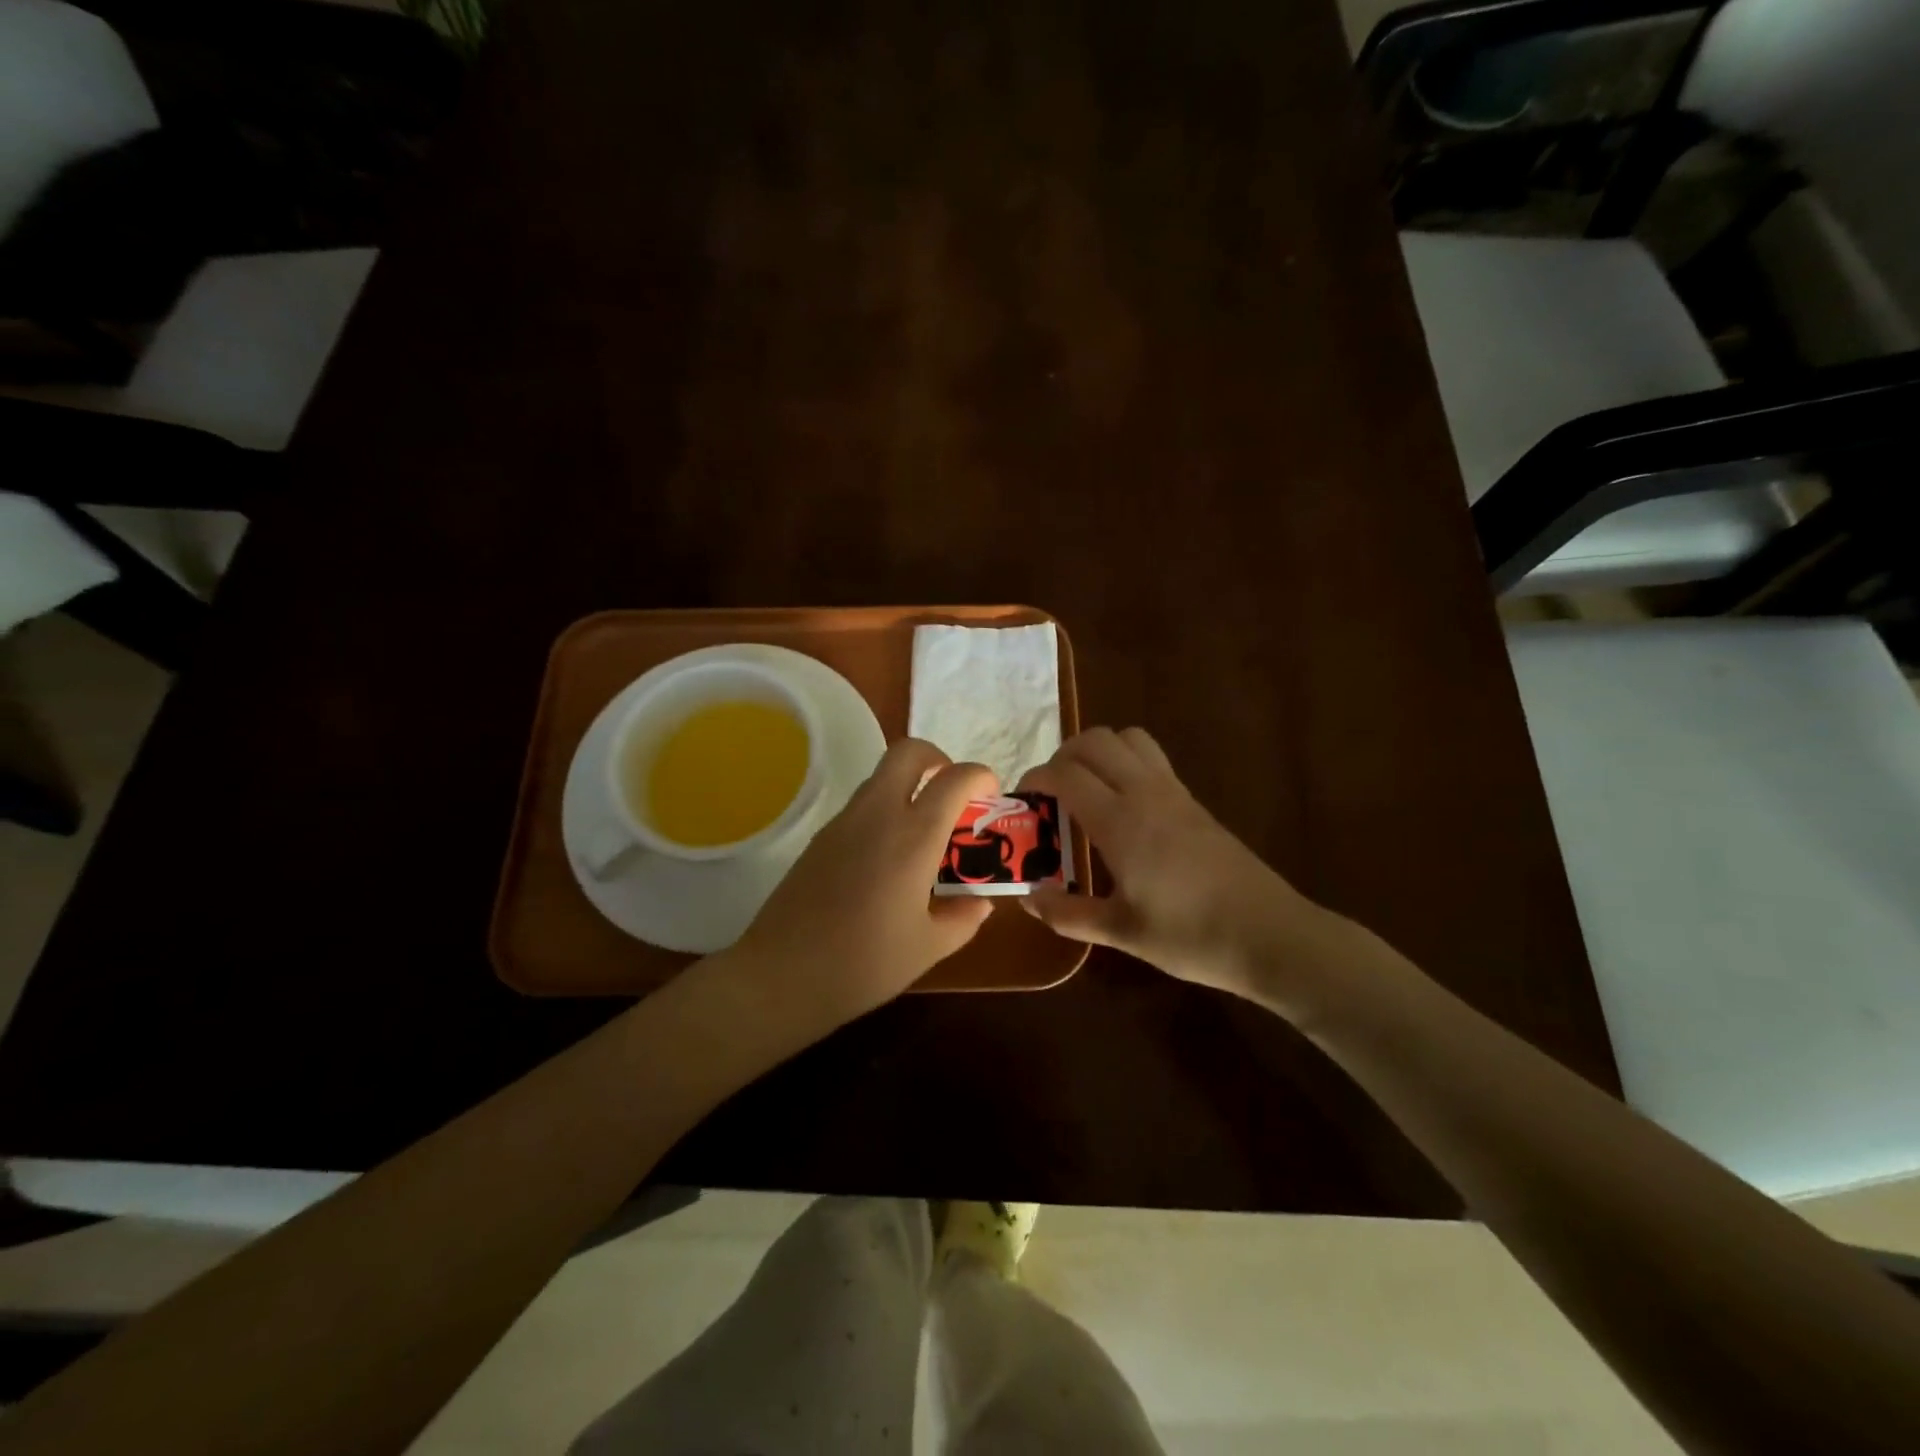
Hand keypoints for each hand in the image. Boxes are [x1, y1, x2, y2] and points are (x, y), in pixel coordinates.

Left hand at [726, 739, 997, 1028]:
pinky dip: (885, 810)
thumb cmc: (863, 964)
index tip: (991, 798)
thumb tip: (981, 901)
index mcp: (913, 836)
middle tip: (954, 795)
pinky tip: (889, 858)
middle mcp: (878, 814)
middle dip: (939, 759)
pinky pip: (862, 804)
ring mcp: (844, 822)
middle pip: (908, 752)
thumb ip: (964, 918)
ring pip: (882, 776)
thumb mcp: (928, 948)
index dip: (981, 777)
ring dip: (910, 785)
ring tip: (926, 832)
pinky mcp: (821, 837)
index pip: (955, 778)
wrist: (780, 976)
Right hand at [1019, 727, 1342, 1003]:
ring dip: (1097, 751)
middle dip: (1062, 756)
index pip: (1066, 773)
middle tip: (1051, 794)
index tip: (1022, 801)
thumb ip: (1068, 913)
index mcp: (1120, 821)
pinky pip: (1151, 758)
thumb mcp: (1121, 933)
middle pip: (1095, 740)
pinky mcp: (1194, 801)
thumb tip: (1027, 899)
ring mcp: (1174, 792)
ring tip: (1085, 791)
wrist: (1270, 935)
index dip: (1036, 778)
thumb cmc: (1191, 936)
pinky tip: (1122, 808)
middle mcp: (1145, 793)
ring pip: (1128, 738)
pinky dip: (1124, 762)